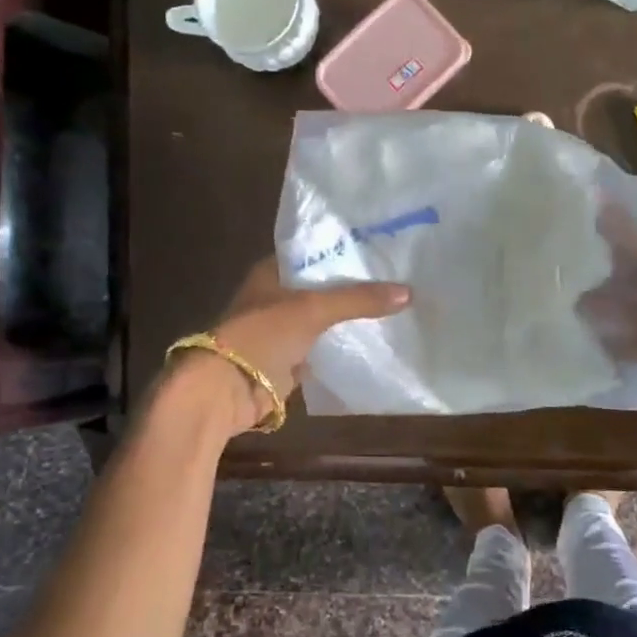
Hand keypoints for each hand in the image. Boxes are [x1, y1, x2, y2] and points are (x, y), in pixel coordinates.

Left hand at [192, 256, 410, 432]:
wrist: (227, 389)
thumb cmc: (263, 335)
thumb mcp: (313, 308)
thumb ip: (359, 299)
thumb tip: (408, 293)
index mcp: (272, 271)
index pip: (314, 252)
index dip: (345, 249)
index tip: (381, 248)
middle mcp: (277, 296)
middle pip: (323, 285)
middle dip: (355, 285)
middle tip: (397, 276)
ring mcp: (283, 328)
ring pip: (325, 317)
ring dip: (351, 316)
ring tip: (394, 305)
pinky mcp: (290, 358)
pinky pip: (324, 346)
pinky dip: (344, 344)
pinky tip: (376, 339)